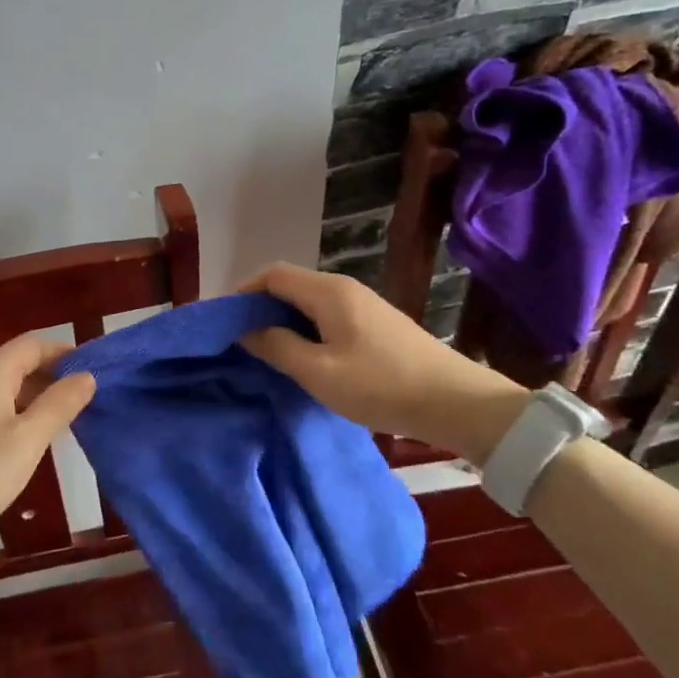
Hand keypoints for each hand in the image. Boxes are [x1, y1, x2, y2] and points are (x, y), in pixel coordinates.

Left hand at [0, 335, 95, 559]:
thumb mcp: (28, 439)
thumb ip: (59, 404)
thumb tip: (87, 375)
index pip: (34, 344)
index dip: (66, 352)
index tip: (97, 370)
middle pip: (20, 362)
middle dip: (56, 374)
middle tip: (91, 397)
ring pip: (10, 387)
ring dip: (40, 396)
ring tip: (72, 418)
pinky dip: (22, 414)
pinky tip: (37, 439)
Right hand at [239, 262, 526, 464]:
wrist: (457, 403)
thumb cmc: (381, 385)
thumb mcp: (319, 371)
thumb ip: (277, 346)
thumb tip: (243, 329)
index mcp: (328, 291)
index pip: (272, 274)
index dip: (243, 292)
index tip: (221, 321)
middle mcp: (344, 289)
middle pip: (290, 286)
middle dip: (259, 308)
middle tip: (238, 340)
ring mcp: (363, 306)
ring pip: (308, 303)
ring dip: (283, 321)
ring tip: (264, 352)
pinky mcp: (375, 325)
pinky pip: (327, 317)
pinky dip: (305, 330)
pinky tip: (302, 358)